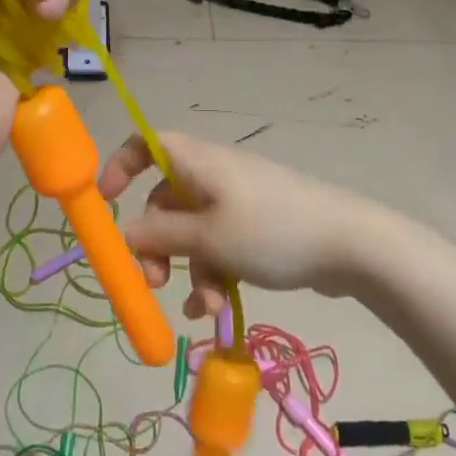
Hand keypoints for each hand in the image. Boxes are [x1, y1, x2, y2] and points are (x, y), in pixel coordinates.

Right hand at [96, 131, 375, 314]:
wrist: (351, 244)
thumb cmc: (271, 230)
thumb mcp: (209, 238)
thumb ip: (162, 236)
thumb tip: (126, 233)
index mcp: (199, 163)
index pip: (148, 145)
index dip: (121, 165)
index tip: (105, 201)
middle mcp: (214, 176)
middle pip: (166, 202)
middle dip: (157, 244)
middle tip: (154, 281)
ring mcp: (238, 202)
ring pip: (193, 232)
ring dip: (191, 271)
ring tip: (207, 309)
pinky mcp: (257, 227)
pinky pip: (220, 246)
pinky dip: (214, 275)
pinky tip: (218, 311)